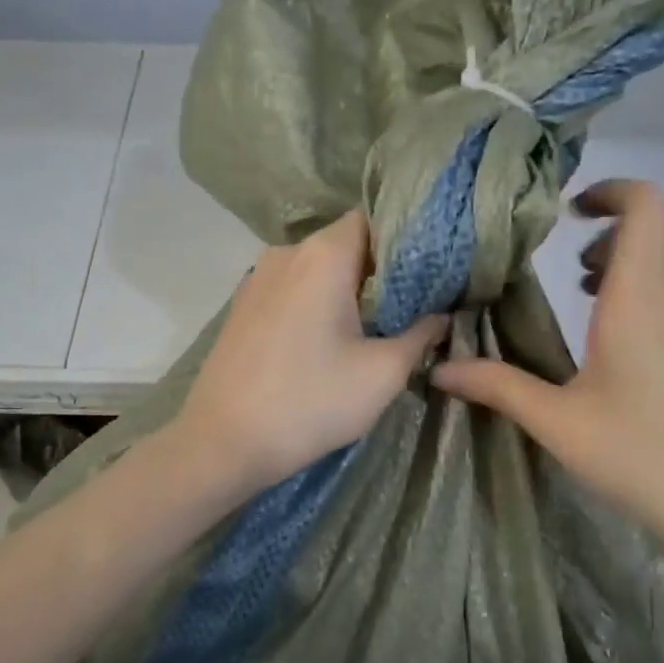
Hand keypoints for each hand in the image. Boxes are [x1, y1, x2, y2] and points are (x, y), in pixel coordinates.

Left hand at [175, 210, 446, 493]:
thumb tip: (440, 316)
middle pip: (347, 243)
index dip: (409, 239)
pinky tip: (329, 340)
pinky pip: (292, 290)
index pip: (376, 218)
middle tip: (415, 304)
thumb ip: (421, 335)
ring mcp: (257, 278)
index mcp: (323, 254)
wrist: (223, 443)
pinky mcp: (242, 307)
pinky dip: (317, 304)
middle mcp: (286, 252)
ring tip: (376, 326)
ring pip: (318, 269)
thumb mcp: (382, 374)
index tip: (433, 272)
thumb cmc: (310, 403)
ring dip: (348, 290)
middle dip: (382, 270)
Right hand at [431, 180, 663, 575]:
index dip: (609, 191)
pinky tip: (616, 338)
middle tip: (576, 255)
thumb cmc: (645, 458)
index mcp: (641, 299)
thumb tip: (440, 369)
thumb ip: (499, 388)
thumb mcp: (559, 425)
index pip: (646, 204)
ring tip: (586, 294)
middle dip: (627, 216)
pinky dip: (656, 285)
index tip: (565, 215)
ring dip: (641, 252)